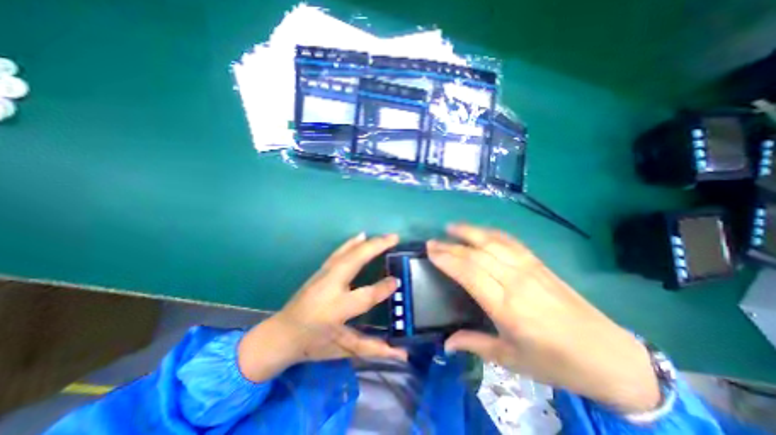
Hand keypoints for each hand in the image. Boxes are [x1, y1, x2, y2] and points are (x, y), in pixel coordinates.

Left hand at [238, 235, 407, 380]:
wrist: (281, 333)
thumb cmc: (313, 344)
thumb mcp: (344, 349)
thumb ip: (374, 349)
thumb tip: (403, 354)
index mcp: (335, 310)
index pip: (365, 296)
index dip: (383, 288)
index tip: (397, 280)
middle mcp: (329, 287)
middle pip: (354, 261)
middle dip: (375, 247)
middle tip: (394, 238)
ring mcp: (323, 275)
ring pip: (346, 253)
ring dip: (367, 243)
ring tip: (384, 236)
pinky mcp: (320, 271)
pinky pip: (339, 253)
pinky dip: (351, 243)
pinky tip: (361, 236)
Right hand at [427, 226, 657, 412]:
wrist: (609, 356)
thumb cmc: (555, 362)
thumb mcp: (510, 360)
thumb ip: (474, 345)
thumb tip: (445, 343)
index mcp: (506, 307)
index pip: (468, 273)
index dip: (447, 259)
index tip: (430, 252)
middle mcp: (515, 281)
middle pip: (476, 255)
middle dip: (450, 246)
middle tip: (431, 242)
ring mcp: (529, 268)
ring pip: (492, 242)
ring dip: (469, 232)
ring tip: (450, 227)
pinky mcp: (539, 263)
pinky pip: (510, 241)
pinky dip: (491, 233)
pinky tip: (480, 231)